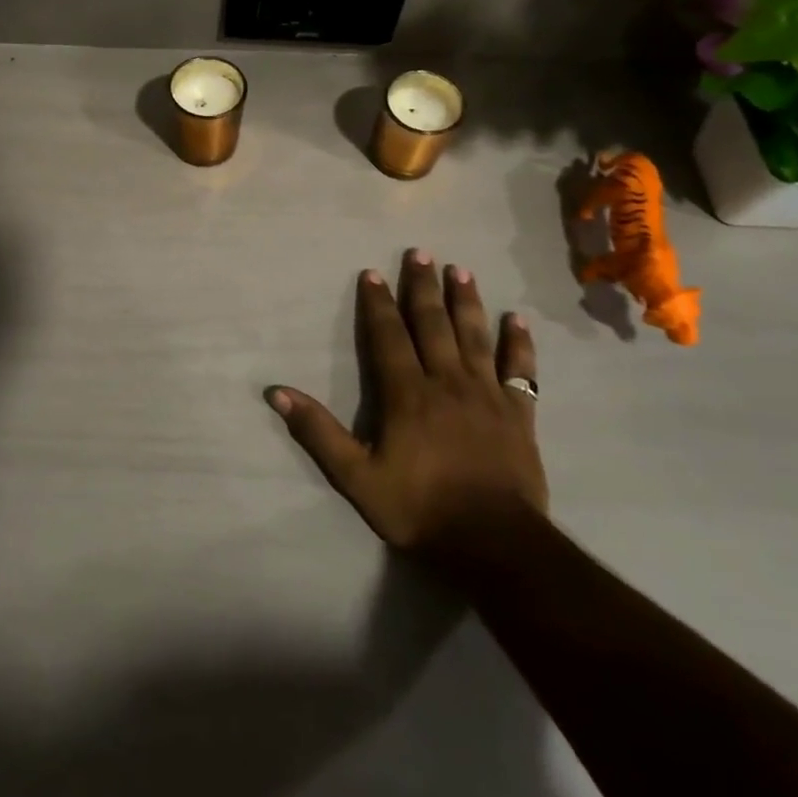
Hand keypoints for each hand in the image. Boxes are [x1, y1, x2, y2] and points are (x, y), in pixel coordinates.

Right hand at [268, 249, 547, 570]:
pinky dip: (519, 344)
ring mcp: (487, 394)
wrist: (495, 544)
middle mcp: (447, 382)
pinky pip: (520, 371)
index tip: (372, 273)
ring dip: (466, 301)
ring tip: (461, 270)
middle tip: (421, 252)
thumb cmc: (421, 509)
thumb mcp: (357, 477)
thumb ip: (318, 432)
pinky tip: (517, 320)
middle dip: (423, 287)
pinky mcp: (518, 413)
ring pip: (474, 336)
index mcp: (407, 393)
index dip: (378, 303)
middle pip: (433, 324)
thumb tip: (277, 393)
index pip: (388, 336)